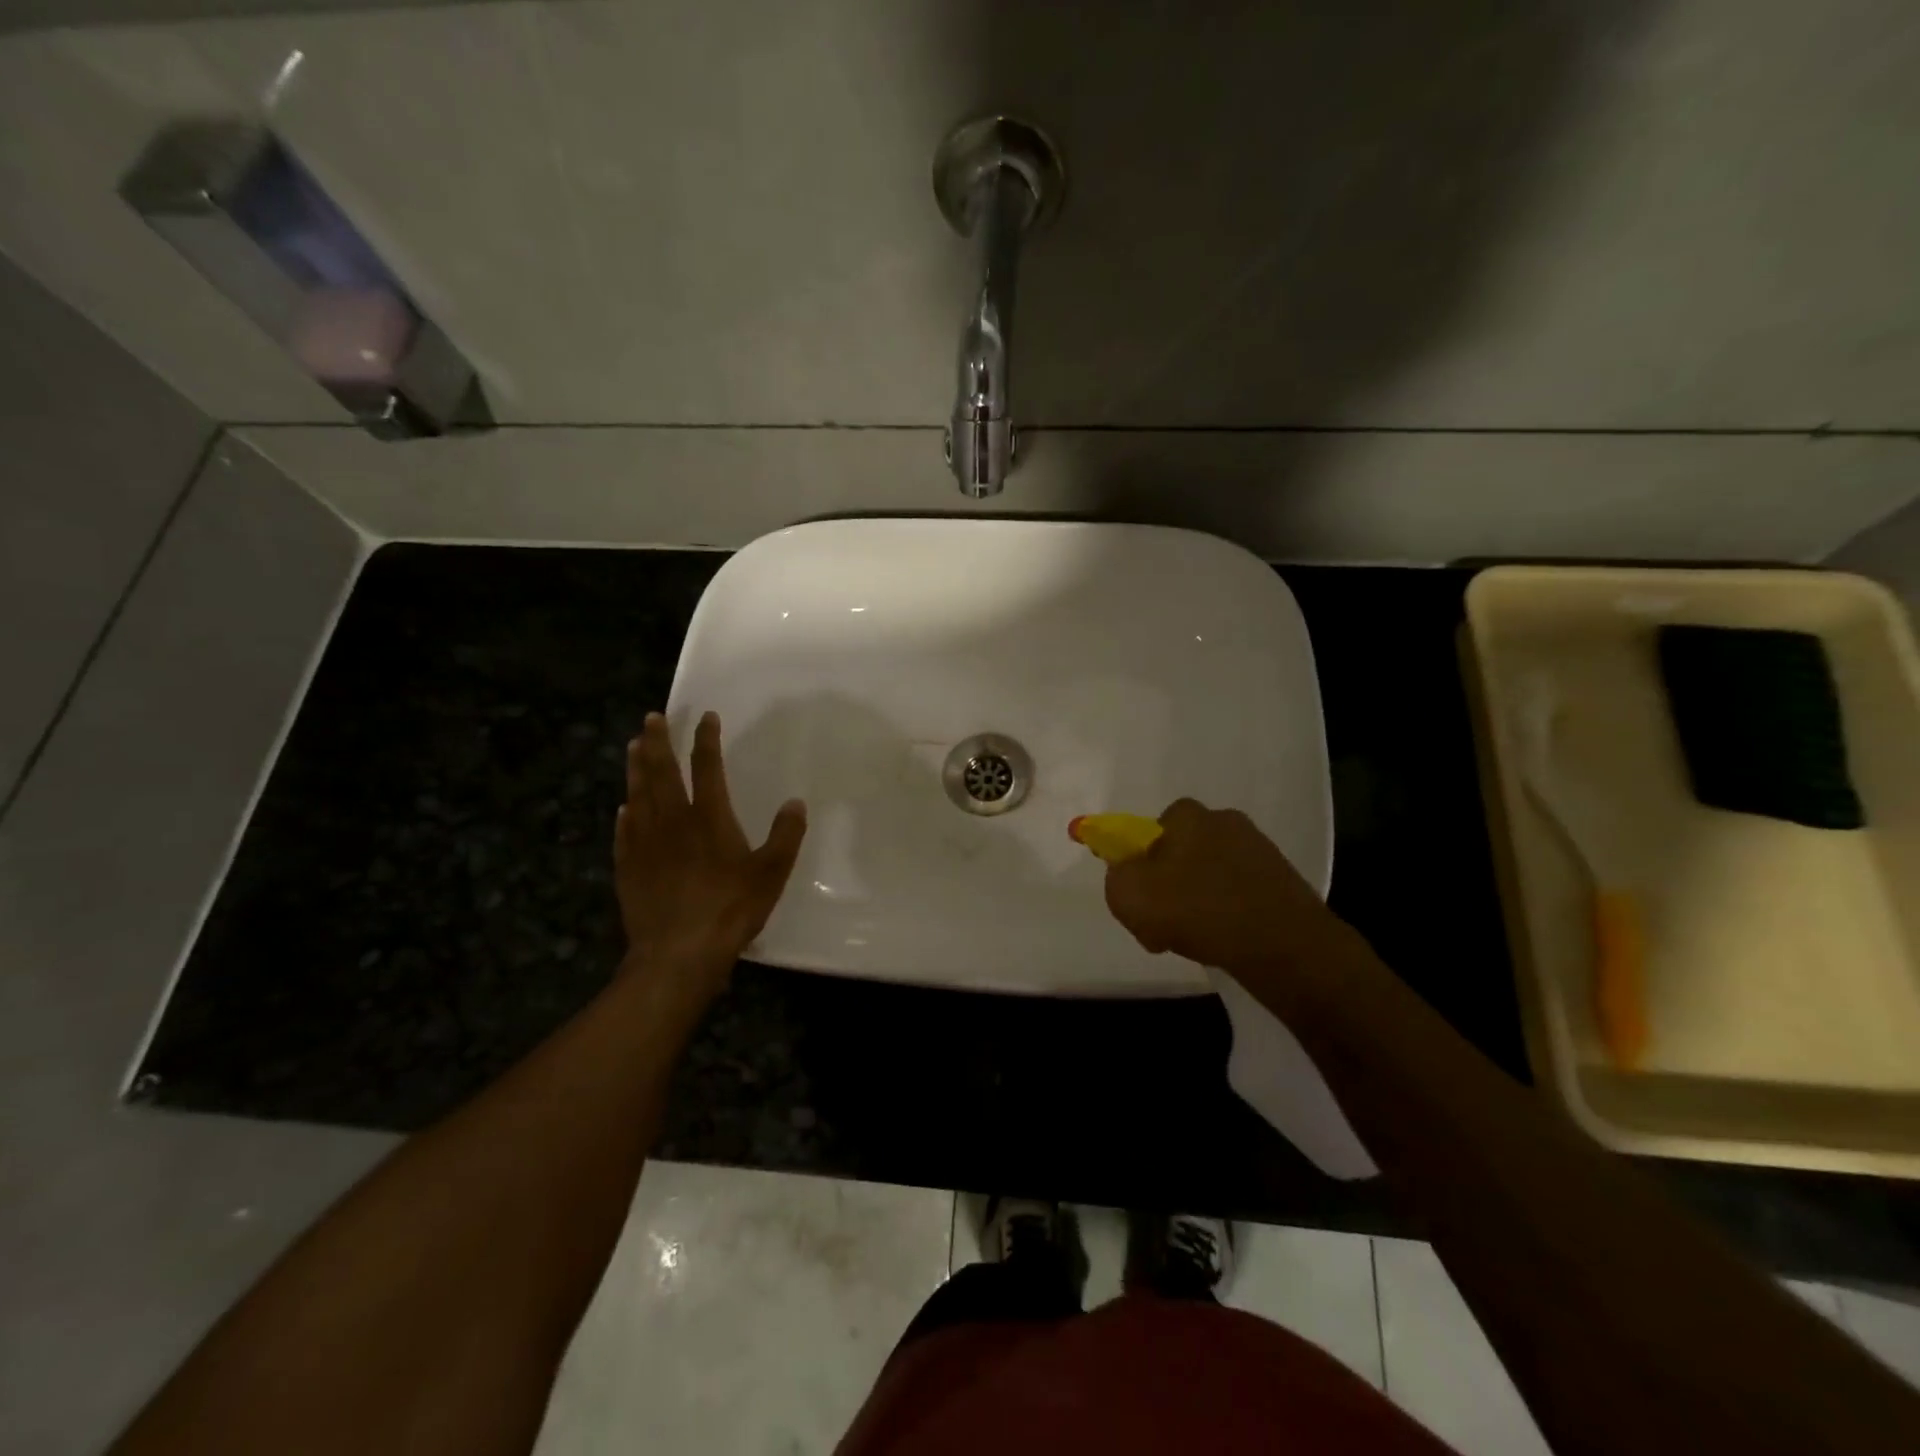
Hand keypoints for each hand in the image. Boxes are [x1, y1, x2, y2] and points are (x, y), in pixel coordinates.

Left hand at [614, 711, 805, 1004]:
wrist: (678, 953)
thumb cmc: (730, 908)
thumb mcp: (772, 872)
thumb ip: (786, 835)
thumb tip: (795, 802)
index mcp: (709, 817)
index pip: (706, 766)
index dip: (706, 739)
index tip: (705, 717)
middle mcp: (673, 821)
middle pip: (662, 772)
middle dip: (658, 742)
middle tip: (652, 718)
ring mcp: (645, 844)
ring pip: (638, 795)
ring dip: (636, 768)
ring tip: (632, 746)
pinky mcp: (628, 868)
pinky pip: (624, 832)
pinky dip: (625, 814)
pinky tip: (623, 807)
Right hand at [1104, 799, 1368, 982]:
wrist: (1283, 945)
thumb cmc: (1197, 909)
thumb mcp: (1128, 895)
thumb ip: (1115, 877)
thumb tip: (1126, 874)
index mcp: (1188, 815)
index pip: (1152, 829)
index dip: (1139, 862)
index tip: (1140, 896)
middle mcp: (1224, 821)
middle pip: (1181, 853)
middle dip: (1169, 885)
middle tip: (1162, 924)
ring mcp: (1259, 850)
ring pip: (1210, 876)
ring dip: (1197, 902)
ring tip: (1195, 939)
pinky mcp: (1282, 880)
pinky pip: (1239, 895)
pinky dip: (1228, 915)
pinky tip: (1225, 941)